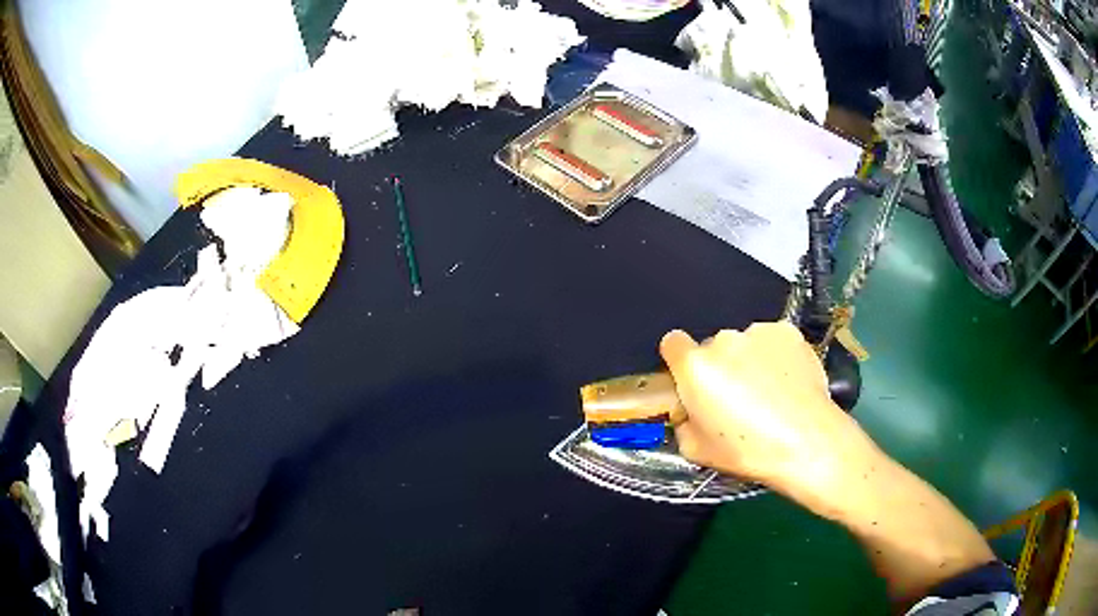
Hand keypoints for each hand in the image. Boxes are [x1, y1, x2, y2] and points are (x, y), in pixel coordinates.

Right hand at [660, 322, 881, 517]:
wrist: (806, 441)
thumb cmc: (748, 450)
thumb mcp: (696, 451)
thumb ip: (683, 423)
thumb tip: (690, 413)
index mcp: (695, 367)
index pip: (672, 343)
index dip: (678, 361)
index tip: (691, 380)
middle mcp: (724, 340)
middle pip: (713, 347)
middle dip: (720, 367)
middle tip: (737, 397)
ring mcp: (759, 332)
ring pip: (745, 343)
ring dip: (749, 360)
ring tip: (769, 391)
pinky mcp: (788, 332)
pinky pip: (772, 341)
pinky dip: (776, 356)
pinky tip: (787, 381)